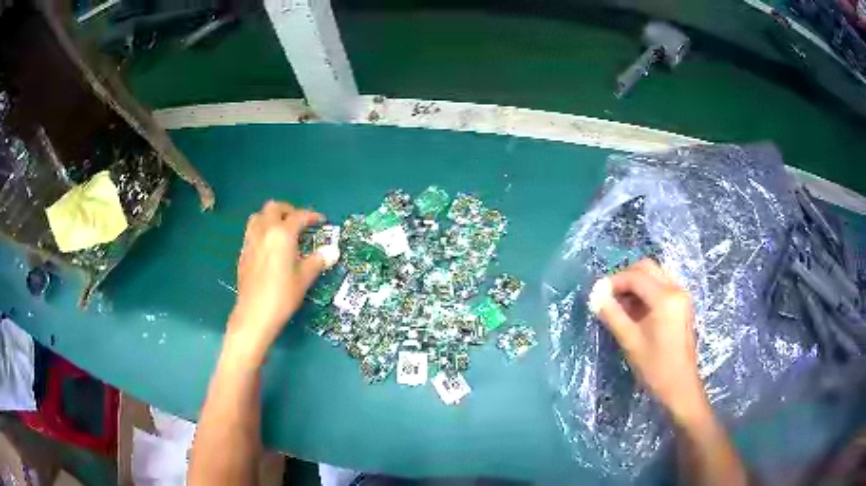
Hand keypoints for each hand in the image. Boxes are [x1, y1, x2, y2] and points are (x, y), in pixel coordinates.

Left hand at [226, 201, 334, 361]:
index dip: (312, 216)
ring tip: (281, 231)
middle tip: (299, 222)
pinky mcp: (243, 253)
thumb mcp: (304, 278)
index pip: (298, 216)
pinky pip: (251, 232)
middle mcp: (264, 231)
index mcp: (282, 234)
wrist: (254, 315)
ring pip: (258, 216)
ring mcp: (250, 241)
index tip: (320, 221)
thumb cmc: (282, 296)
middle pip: (274, 208)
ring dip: (271, 217)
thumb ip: (317, 261)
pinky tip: (268, 247)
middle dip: (288, 210)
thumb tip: (333, 251)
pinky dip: (261, 231)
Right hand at [591, 259, 707, 422]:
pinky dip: (645, 291)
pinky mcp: (681, 305)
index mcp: (665, 297)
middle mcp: (676, 289)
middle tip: (608, 296)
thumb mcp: (630, 340)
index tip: (597, 294)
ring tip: (619, 304)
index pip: (635, 276)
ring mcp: (681, 296)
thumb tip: (595, 296)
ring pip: (654, 275)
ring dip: (635, 284)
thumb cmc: (655, 366)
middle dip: (625, 278)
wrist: (680, 386)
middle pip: (647, 268)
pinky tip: (634, 310)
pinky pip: (661, 286)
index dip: (614, 281)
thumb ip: (612, 314)